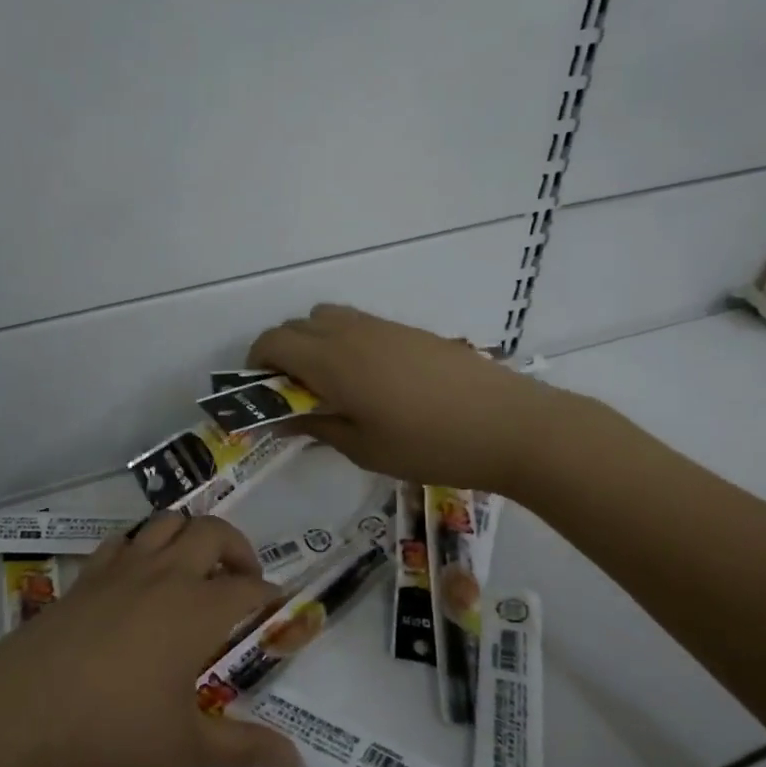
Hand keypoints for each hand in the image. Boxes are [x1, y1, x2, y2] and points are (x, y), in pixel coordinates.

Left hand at [0, 515, 300, 766]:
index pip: (250, 588)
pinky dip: (143, 544)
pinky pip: (123, 540)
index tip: (277, 611)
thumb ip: (244, 748)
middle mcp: (166, 574)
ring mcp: (122, 569)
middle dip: (238, 549)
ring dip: (191, 535)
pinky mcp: (86, 576)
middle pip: (213, 532)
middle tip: (241, 582)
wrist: (19, 715)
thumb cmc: (111, 728)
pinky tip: (139, 576)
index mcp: (198, 608)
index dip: (271, 596)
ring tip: (195, 570)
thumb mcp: (185, 745)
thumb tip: (296, 760)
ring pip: (167, 523)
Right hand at [248, 304, 562, 493]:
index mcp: (332, 361)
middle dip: (282, 353)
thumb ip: (318, 426)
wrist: (508, 425)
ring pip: (329, 318)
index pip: (274, 342)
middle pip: (298, 324)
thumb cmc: (429, 445)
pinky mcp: (410, 332)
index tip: (259, 394)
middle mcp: (352, 333)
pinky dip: (345, 342)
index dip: (256, 363)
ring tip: (331, 386)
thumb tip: (285, 417)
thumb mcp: (364, 447)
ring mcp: (384, 327)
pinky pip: (360, 324)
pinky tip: (369, 381)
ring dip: (314, 343)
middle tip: (293, 395)